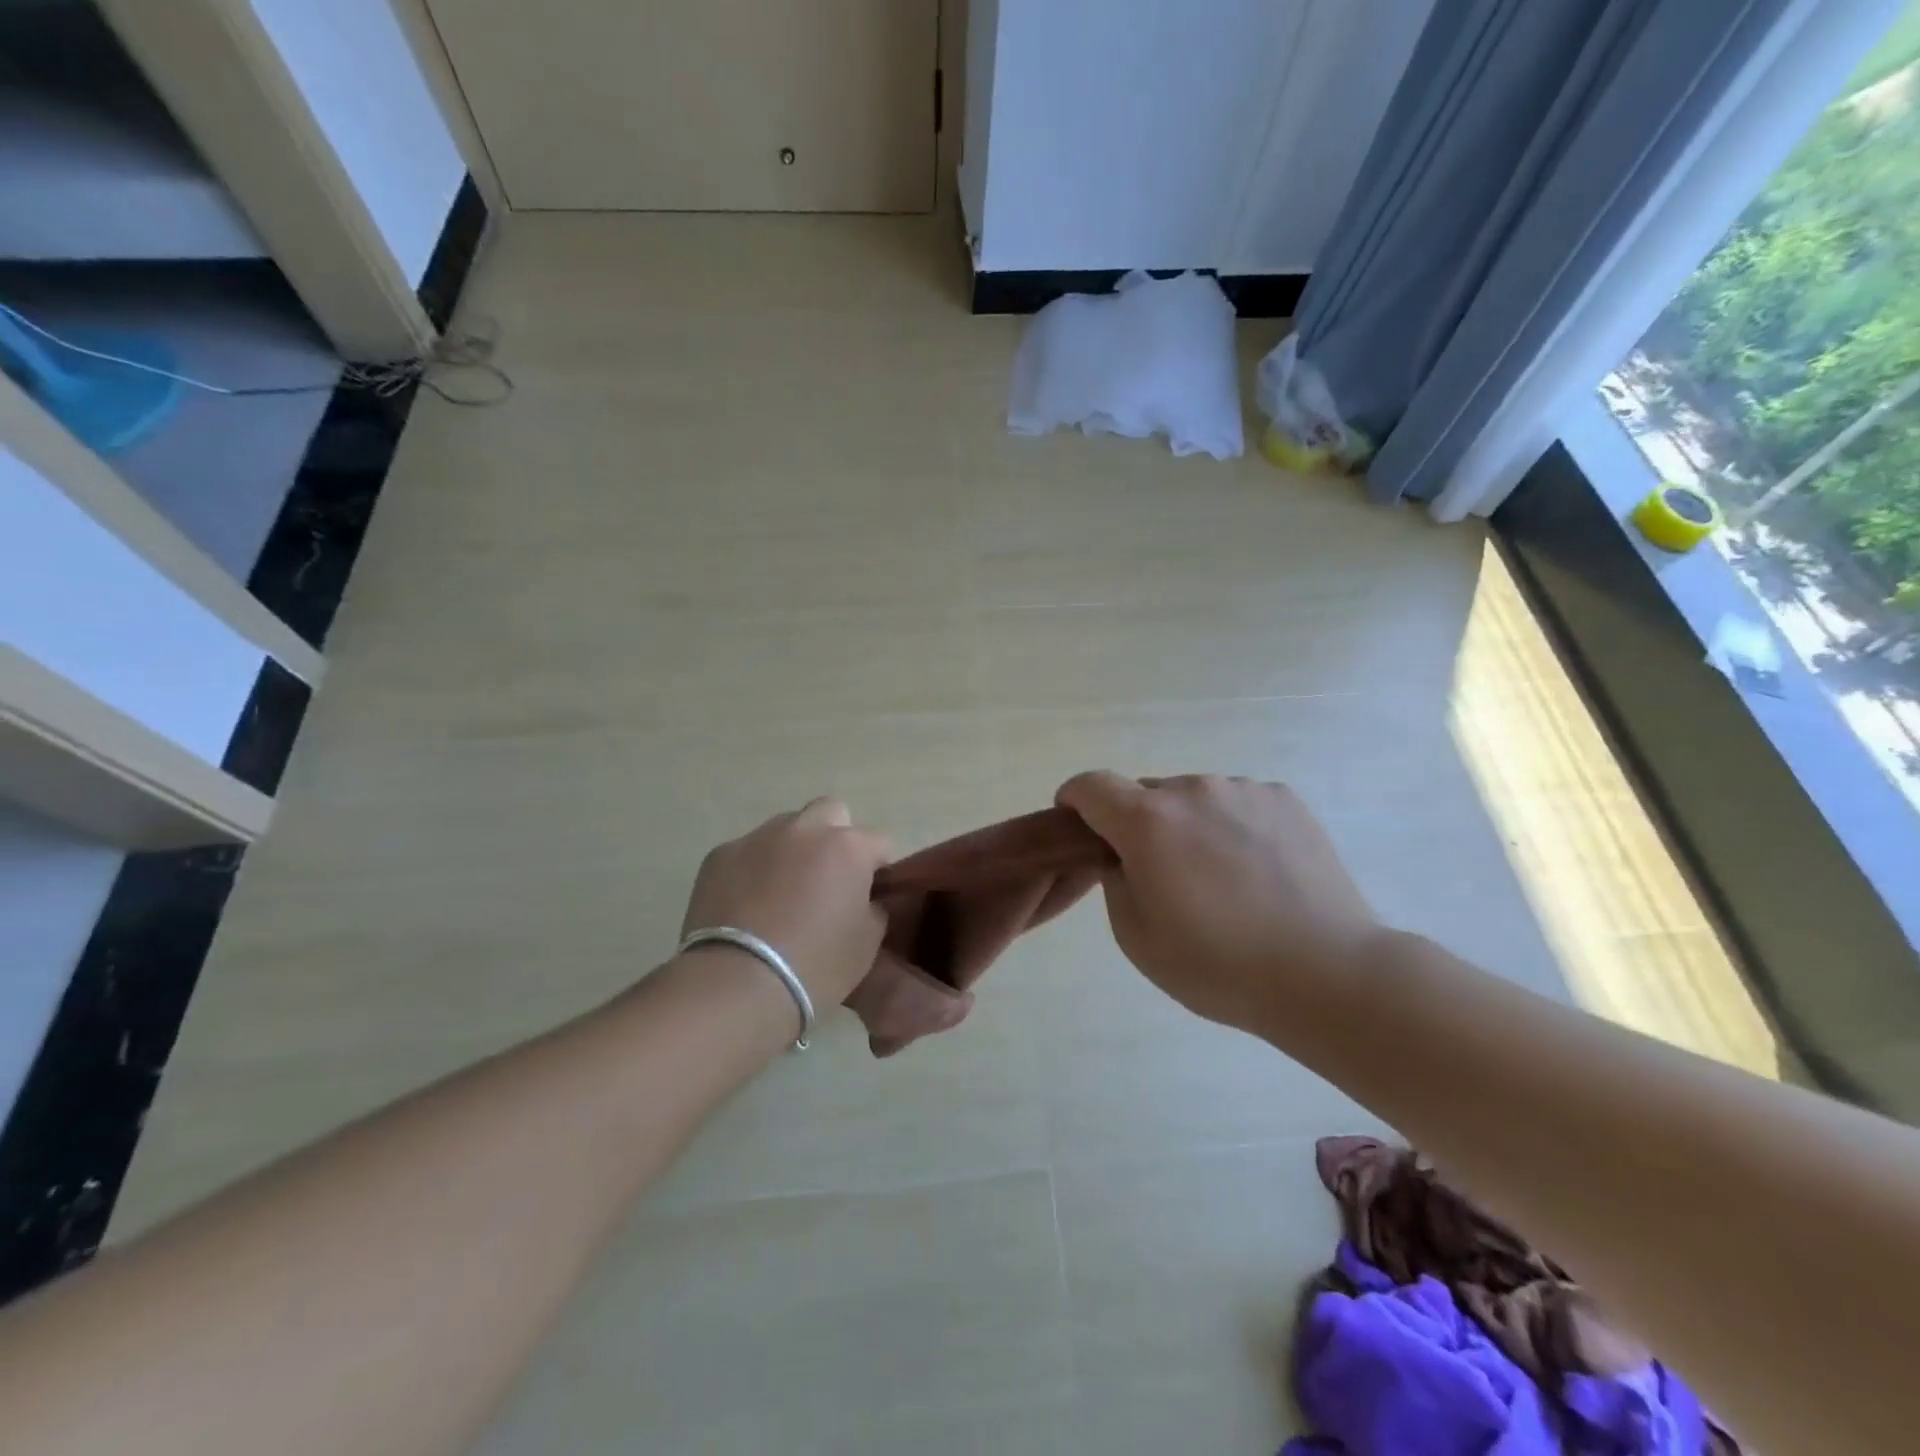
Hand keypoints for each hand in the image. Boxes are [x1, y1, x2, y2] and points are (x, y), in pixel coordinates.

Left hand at [681, 798, 891, 1006]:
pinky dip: (754, 869)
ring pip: (787, 828)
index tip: (871, 895)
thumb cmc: (816, 966)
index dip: (879, 868)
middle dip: (835, 838)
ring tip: (782, 893)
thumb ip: (874, 909)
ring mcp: (759, 837)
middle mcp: (806, 829)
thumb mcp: (867, 944)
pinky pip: (748, 851)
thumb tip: (867, 899)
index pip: (880, 843)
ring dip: (793, 850)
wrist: (737, 984)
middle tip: (828, 880)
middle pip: (832, 813)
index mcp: (848, 847)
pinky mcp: (720, 854)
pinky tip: (747, 905)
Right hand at [1055, 772, 1384, 1034]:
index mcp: (1147, 821)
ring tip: (1219, 877)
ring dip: (1187, 824)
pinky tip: (1256, 870)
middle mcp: (1193, 789)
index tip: (1078, 828)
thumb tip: (1124, 856)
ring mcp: (1244, 790)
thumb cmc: (1219, 965)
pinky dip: (1230, 825)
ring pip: (1194, 797)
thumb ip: (1114, 881)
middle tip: (1160, 874)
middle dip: (1137, 824)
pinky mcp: (1285, 800)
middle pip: (1145, 794)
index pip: (1090, 785)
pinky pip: (1237, 803)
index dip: (1074, 801)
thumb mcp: (1136, 937)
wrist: (1328, 974)